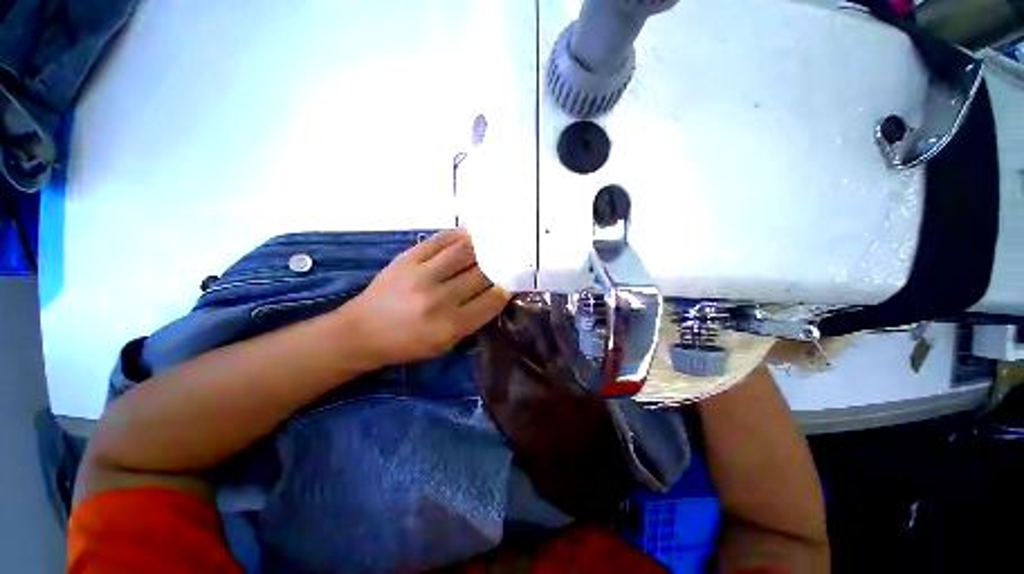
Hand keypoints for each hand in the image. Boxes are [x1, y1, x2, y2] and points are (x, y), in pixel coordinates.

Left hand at [345, 229, 510, 365]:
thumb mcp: (444, 345)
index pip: (490, 301)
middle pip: (481, 275)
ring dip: (481, 248)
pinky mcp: (406, 259)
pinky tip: (468, 235)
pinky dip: (458, 236)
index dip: (504, 290)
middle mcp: (439, 299)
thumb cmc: (407, 344)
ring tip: (490, 244)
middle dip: (496, 268)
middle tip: (503, 262)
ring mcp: (421, 276)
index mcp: (450, 326)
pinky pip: (439, 241)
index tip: (510, 283)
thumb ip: (472, 321)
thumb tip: (494, 293)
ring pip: (464, 252)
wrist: (362, 332)